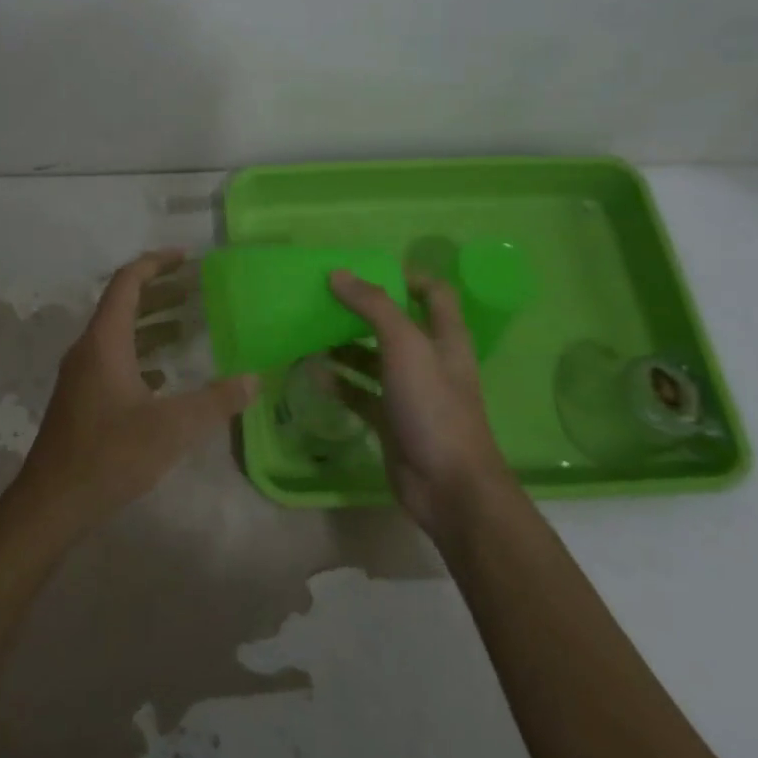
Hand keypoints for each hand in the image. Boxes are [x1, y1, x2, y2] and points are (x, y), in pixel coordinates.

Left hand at [8, 250, 258, 542]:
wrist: (53, 501)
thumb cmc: (110, 455)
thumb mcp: (171, 428)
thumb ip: (215, 401)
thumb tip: (254, 379)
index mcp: (104, 342)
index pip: (127, 282)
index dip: (156, 263)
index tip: (187, 258)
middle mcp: (89, 349)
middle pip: (123, 304)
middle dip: (160, 291)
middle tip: (197, 288)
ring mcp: (82, 375)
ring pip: (118, 334)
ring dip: (151, 323)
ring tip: (189, 325)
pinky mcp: (82, 398)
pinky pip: (114, 359)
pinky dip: (142, 354)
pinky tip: (165, 374)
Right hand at [326, 271, 508, 530]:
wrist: (448, 486)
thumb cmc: (433, 406)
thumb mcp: (405, 346)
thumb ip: (373, 306)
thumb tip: (338, 274)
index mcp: (445, 338)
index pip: (434, 294)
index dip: (407, 277)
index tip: (366, 272)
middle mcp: (429, 360)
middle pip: (396, 325)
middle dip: (363, 311)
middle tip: (325, 299)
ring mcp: (410, 392)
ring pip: (374, 359)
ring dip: (345, 346)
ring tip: (310, 333)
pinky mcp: (391, 420)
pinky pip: (360, 393)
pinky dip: (339, 382)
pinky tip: (312, 373)